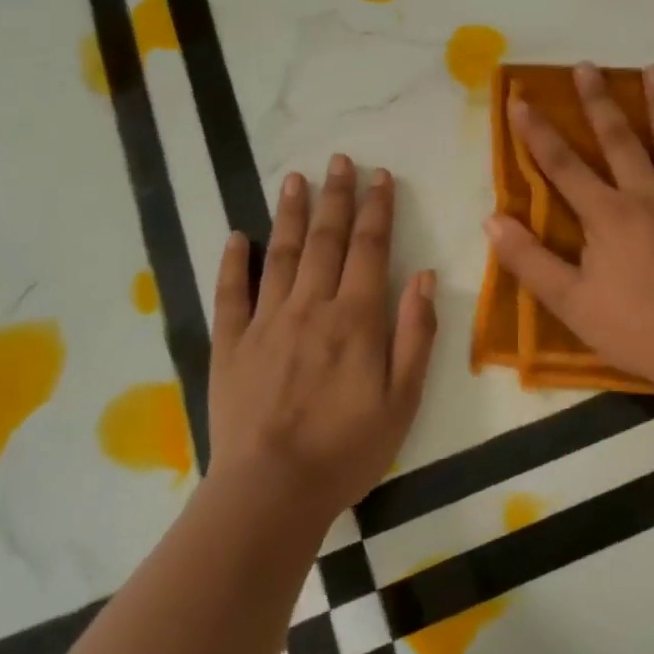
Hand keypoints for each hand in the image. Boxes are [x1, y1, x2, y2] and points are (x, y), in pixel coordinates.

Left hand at [208, 155, 437, 518]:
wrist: (271, 492)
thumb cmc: (348, 450)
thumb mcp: (403, 400)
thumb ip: (416, 334)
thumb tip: (424, 277)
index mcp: (356, 319)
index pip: (370, 249)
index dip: (377, 209)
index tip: (380, 177)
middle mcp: (310, 307)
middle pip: (325, 240)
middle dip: (335, 197)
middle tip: (339, 160)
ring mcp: (265, 323)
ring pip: (279, 254)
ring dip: (289, 213)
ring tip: (293, 178)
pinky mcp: (229, 345)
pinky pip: (230, 294)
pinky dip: (233, 262)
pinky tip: (236, 236)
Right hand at [484, 62, 653, 392]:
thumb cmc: (635, 330)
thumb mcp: (570, 303)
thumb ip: (529, 260)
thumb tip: (492, 219)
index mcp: (608, 215)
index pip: (564, 166)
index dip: (538, 133)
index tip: (521, 99)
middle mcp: (649, 195)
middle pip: (620, 140)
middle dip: (599, 101)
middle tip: (588, 66)